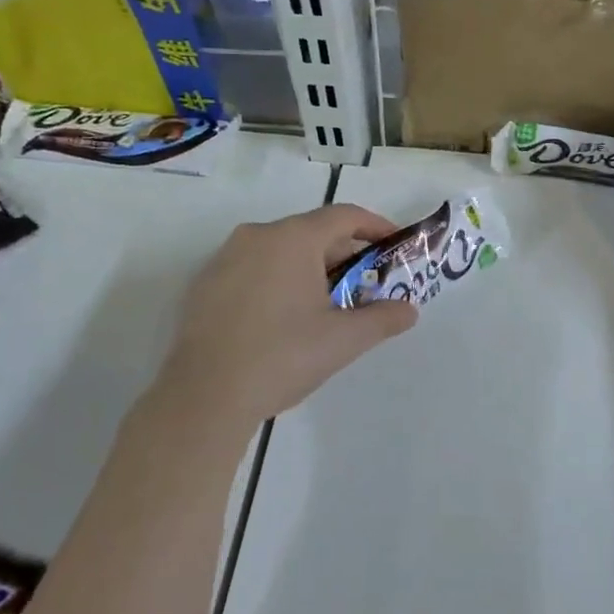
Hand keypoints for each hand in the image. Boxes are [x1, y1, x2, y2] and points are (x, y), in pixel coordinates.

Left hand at [160, 204, 416, 425]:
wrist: (204, 396)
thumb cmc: (282, 356)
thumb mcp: (343, 340)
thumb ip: (383, 319)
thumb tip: (409, 311)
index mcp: (293, 238)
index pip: (344, 216)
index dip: (375, 227)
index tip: (394, 245)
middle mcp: (257, 236)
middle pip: (312, 232)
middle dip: (345, 254)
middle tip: (367, 284)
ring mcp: (225, 258)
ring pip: (281, 250)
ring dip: (311, 268)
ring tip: (330, 303)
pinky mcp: (205, 284)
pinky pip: (254, 268)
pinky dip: (279, 280)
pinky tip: (286, 317)